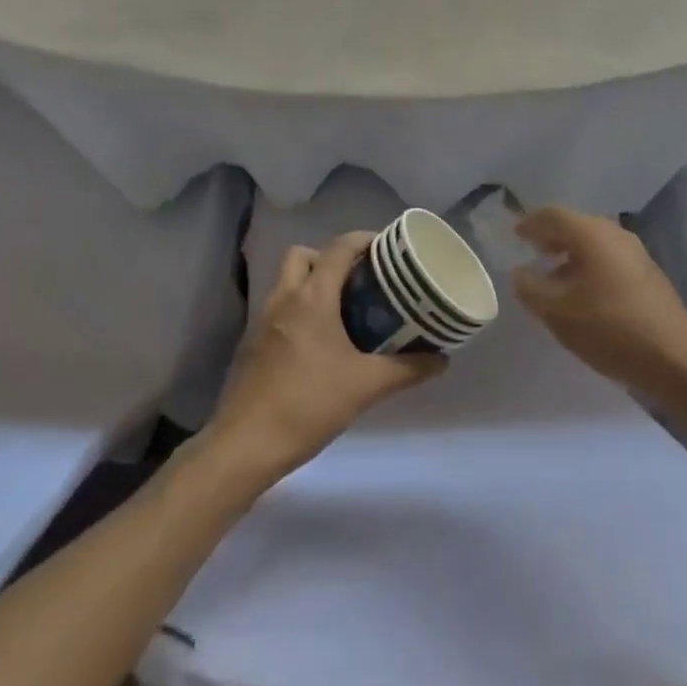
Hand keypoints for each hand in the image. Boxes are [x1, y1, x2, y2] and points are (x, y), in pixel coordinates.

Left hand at [203, 232, 445, 484]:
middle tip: (359, 279)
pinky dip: (298, 310)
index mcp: (312, 298)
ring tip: (343, 308)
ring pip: (287, 282)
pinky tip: (318, 342)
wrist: (245, 446)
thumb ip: (408, 369)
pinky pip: (278, 309)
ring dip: (312, 283)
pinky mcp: (251, 344)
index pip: (338, 248)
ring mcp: (262, 321)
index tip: (387, 249)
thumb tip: (441, 359)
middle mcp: (284, 299)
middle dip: (330, 257)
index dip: (364, 239)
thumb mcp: (366, 386)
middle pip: (303, 255)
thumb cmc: (308, 404)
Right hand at [512, 206, 686, 403]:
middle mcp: (614, 233)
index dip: (529, 223)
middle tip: (532, 255)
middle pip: (575, 225)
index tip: (515, 236)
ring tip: (553, 279)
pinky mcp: (647, 273)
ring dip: (570, 254)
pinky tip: (583, 294)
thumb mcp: (557, 312)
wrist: (674, 358)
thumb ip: (530, 288)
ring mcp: (636, 252)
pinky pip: (609, 258)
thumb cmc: (609, 328)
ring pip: (593, 242)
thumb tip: (520, 273)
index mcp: (591, 234)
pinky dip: (589, 266)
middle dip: (551, 238)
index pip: (552, 214)